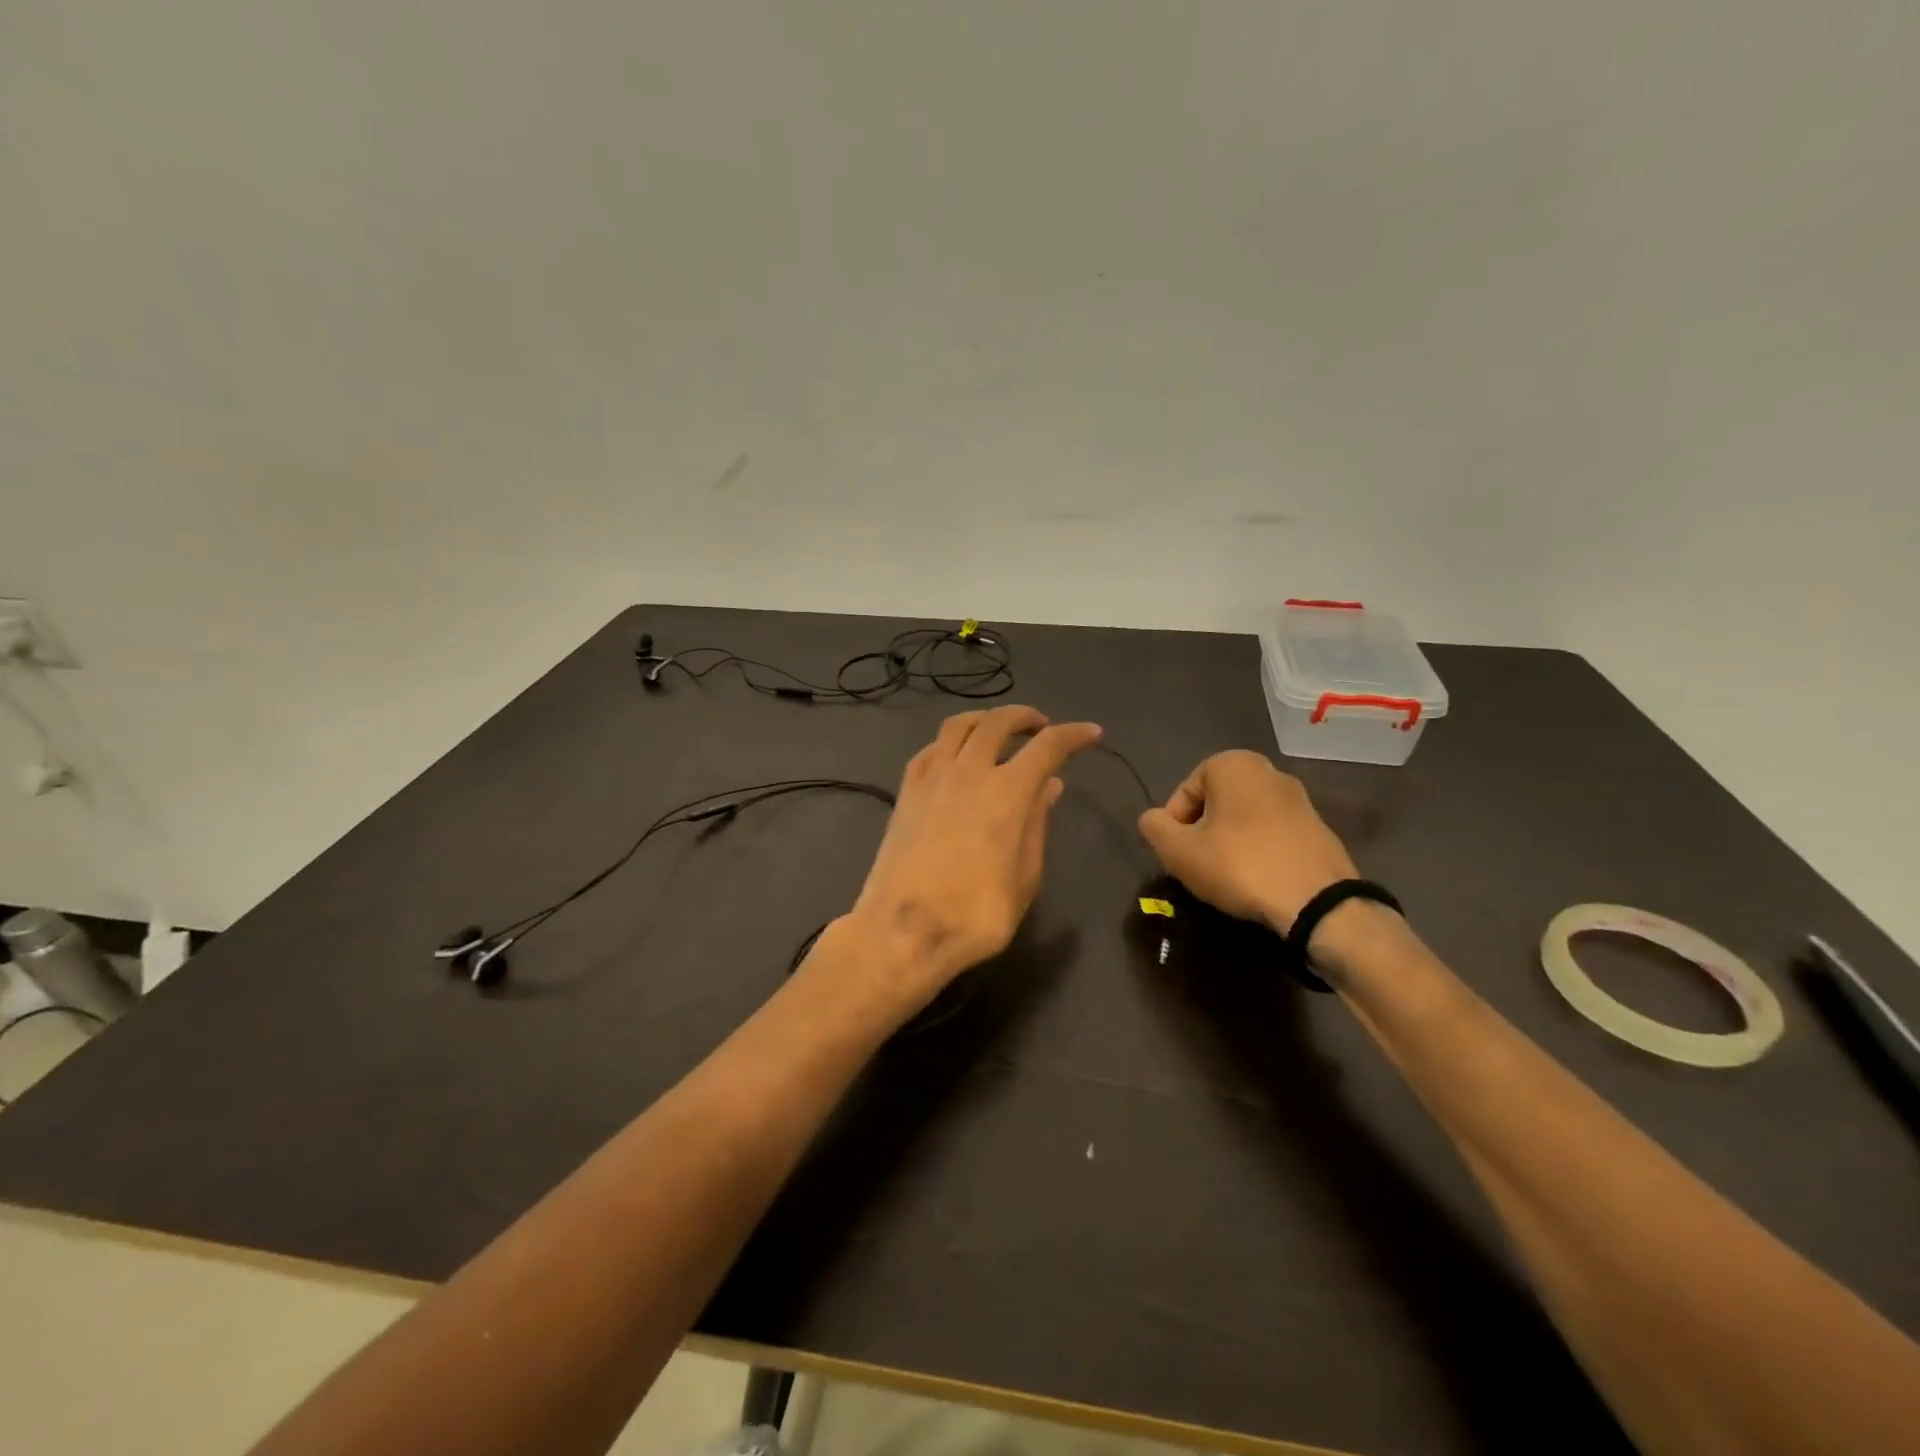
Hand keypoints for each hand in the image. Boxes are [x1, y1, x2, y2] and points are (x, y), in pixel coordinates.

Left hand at [841, 706, 1101, 1013]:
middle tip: (1041, 727)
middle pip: (998, 722)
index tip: (1091, 733)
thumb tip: (1050, 785)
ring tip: (999, 731)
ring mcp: (932, 777)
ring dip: (985, 719)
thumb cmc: (976, 913)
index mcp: (1007, 791)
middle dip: (1025, 717)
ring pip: (959, 725)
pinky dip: (951, 742)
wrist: (903, 930)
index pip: (1048, 746)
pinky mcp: (906, 791)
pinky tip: (957, 756)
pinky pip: (931, 749)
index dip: (1074, 734)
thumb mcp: (1025, 876)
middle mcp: (969, 771)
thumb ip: (1037, 824)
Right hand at [1137, 750, 1356, 932]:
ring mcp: (1300, 800)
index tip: (1177, 854)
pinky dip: (1258, 852)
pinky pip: (1272, 835)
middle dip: (1202, 832)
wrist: (1318, 902)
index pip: (1185, 791)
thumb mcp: (1179, 850)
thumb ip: (1154, 827)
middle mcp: (1269, 771)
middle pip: (1216, 803)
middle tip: (1196, 865)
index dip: (1173, 824)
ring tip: (1224, 876)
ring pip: (1244, 819)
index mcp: (1234, 764)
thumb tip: (1152, 820)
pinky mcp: (1319, 829)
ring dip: (1229, 843)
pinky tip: (1256, 880)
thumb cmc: (1239, 865)